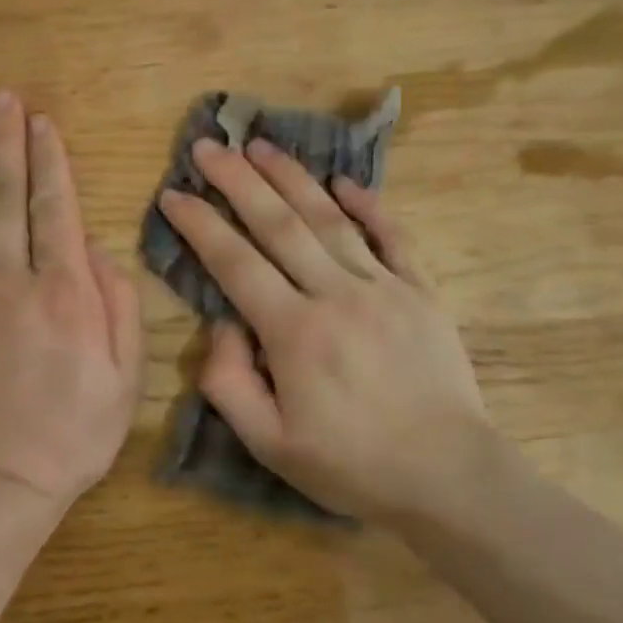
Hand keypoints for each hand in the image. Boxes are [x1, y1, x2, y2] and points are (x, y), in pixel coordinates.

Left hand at [0, 91, 143, 508]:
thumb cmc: (70, 434)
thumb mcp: (124, 377)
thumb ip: (118, 306)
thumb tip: (96, 250)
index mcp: (63, 292)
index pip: (53, 207)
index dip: (48, 159)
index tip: (42, 121)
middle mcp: (8, 281)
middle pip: (3, 195)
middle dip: (4, 141)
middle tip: (2, 98)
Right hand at [159, 137, 494, 520]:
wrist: (449, 477)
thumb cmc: (353, 466)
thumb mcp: (270, 445)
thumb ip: (230, 383)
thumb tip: (222, 325)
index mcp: (294, 332)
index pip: (234, 262)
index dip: (199, 224)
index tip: (173, 193)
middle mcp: (335, 294)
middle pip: (278, 224)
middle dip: (238, 180)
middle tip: (209, 146)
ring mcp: (383, 286)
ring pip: (329, 218)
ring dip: (292, 177)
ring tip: (261, 145)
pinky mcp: (421, 290)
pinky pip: (392, 236)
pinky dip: (368, 205)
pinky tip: (344, 182)